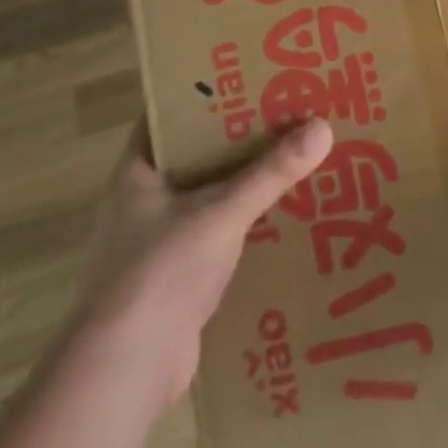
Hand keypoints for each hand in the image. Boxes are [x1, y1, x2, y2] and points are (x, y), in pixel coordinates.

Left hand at [71, 115, 331, 419]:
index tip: (251, 76)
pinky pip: (217, 231)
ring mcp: (158, 239)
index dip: (207, 92)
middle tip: (288, 111)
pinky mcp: (177, 274)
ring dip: (245, 180)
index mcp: (138, 171)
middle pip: (197, 153)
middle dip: (239, 136)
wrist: (124, 371)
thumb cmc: (160, 273)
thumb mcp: (221, 213)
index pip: (170, 114)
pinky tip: (284, 213)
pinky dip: (245, 220)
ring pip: (209, 194)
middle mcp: (143, 199)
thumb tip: (323, 126)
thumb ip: (271, 172)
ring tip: (295, 155)